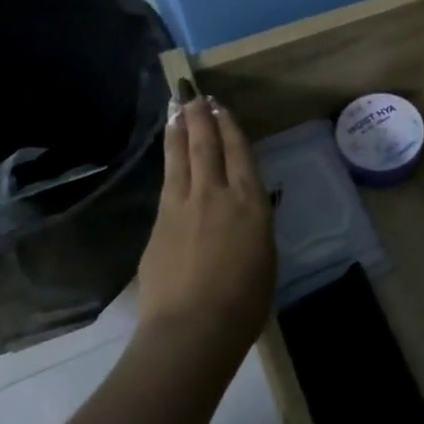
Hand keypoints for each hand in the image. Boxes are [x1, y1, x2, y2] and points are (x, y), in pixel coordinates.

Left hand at [135, 83, 274, 353]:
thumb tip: (243, 211)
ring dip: (179, 131)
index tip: (220, 107)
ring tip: (177, 110)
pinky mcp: (158, 225)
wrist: (192, 329)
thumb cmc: (244, 300)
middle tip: (194, 94)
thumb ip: (253, 224)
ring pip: (180, 158)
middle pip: (206, 146)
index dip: (229, 126)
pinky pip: (166, 183)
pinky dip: (169, 162)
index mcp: (250, 201)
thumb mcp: (265, 254)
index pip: (238, 152)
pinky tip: (168, 158)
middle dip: (200, 117)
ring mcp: (182, 207)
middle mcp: (215, 194)